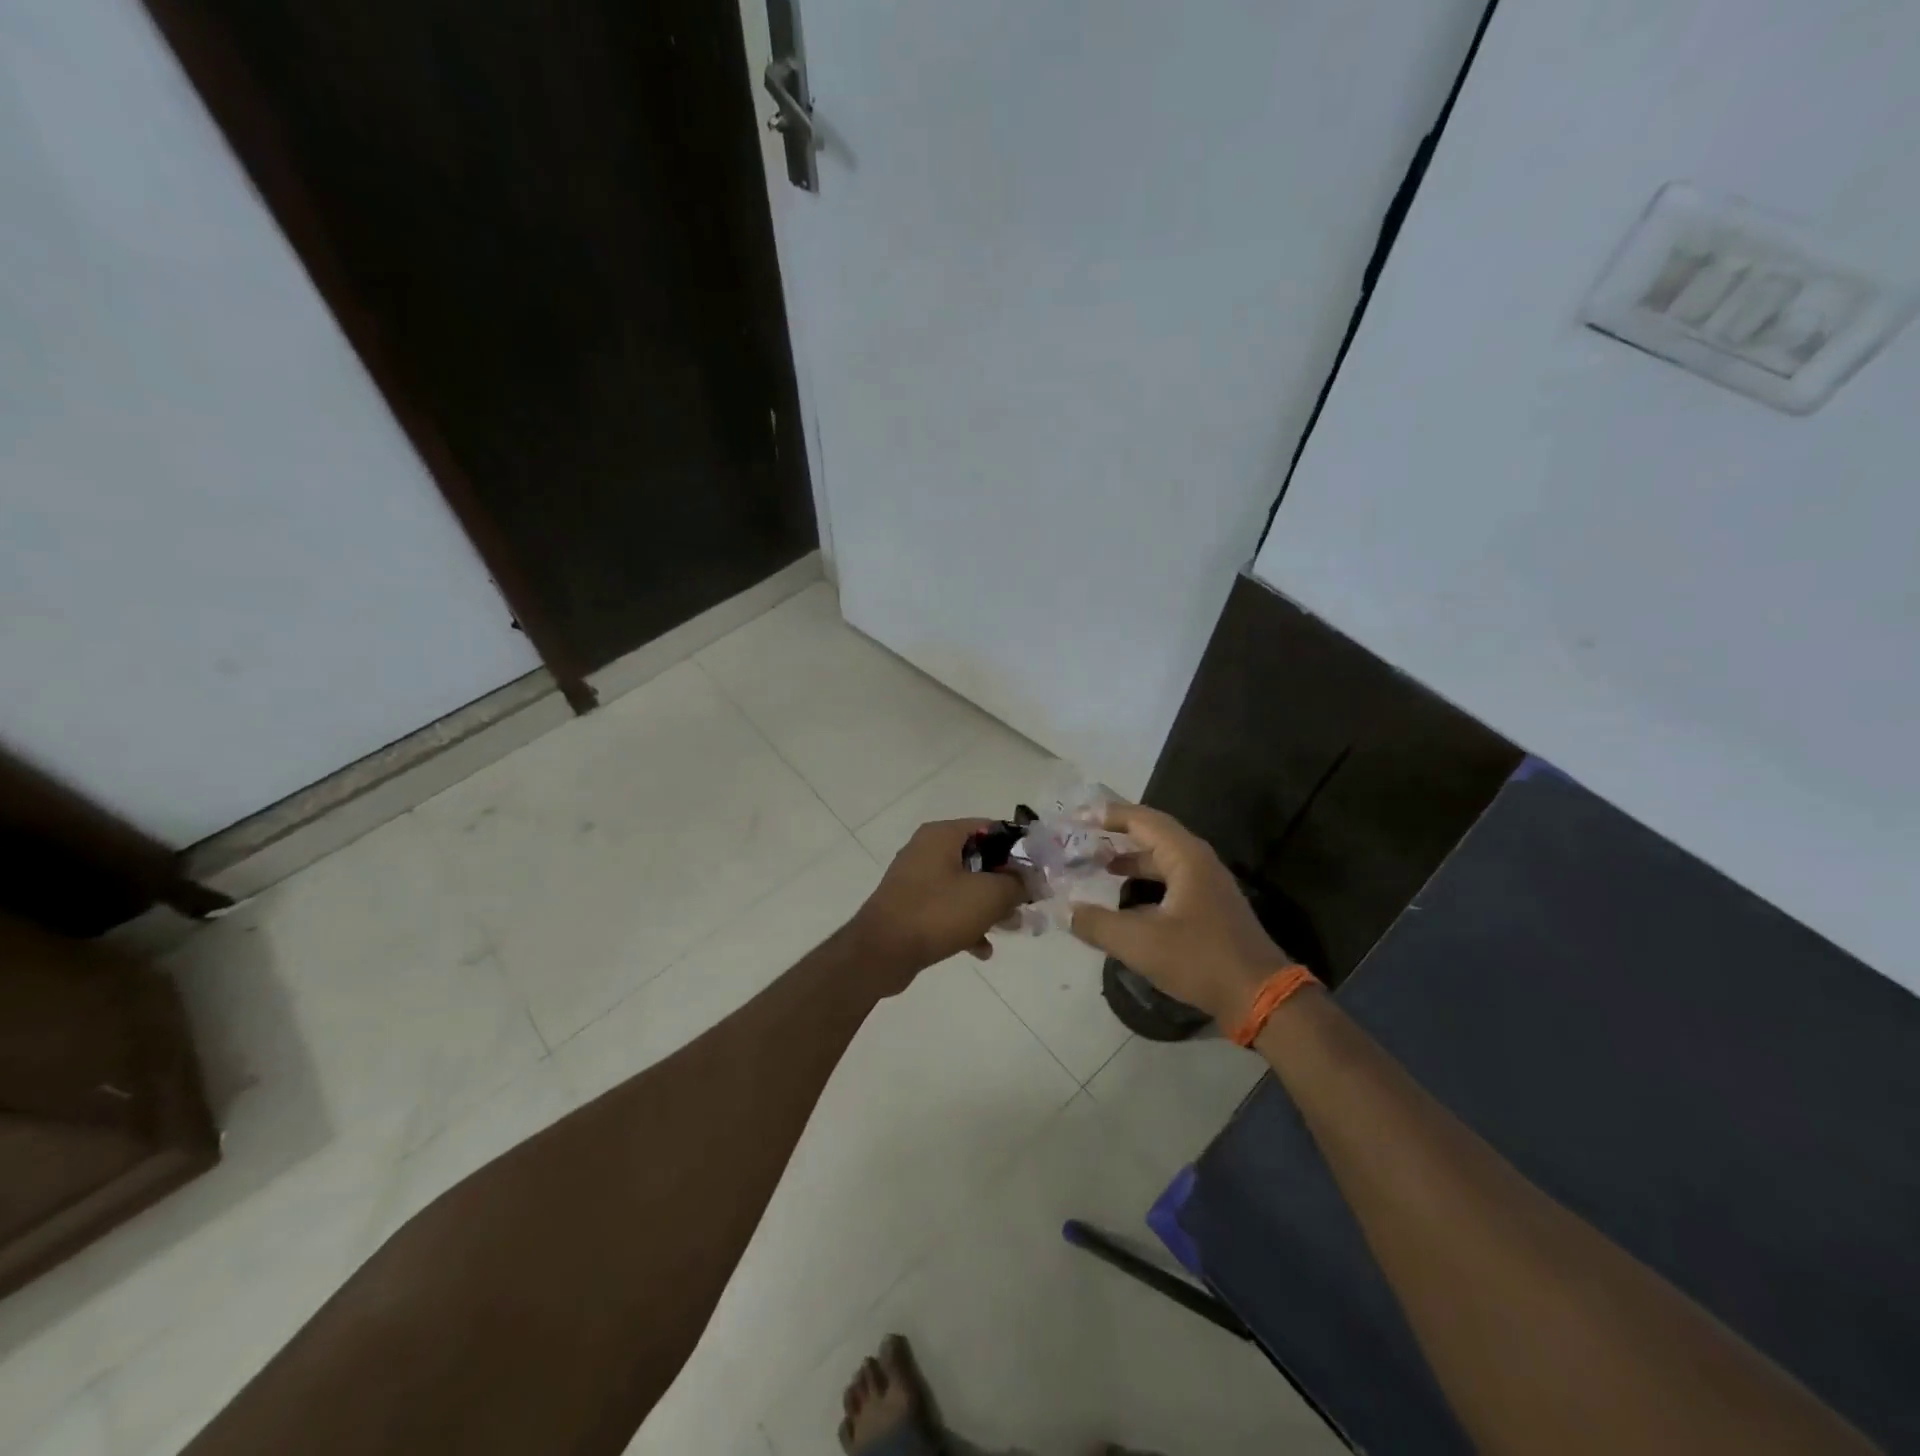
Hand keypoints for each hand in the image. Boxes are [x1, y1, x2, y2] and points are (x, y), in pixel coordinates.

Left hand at [849, 820, 1027, 984]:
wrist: (880, 952)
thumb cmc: (937, 913)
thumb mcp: (988, 895)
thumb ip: (1016, 883)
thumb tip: (1030, 881)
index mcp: (942, 834)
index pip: (990, 827)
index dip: (1018, 848)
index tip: (1037, 871)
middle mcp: (926, 849)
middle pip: (978, 858)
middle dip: (1005, 881)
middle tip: (1026, 902)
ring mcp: (916, 878)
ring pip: (964, 885)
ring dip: (989, 906)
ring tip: (1011, 927)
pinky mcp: (910, 906)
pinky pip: (947, 908)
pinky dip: (966, 923)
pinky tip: (982, 950)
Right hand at [1069, 802, 1291, 1027]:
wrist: (1260, 997)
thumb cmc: (1200, 960)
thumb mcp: (1140, 943)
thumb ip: (1097, 924)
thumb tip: (1063, 910)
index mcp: (1186, 857)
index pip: (1142, 820)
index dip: (1108, 815)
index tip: (1077, 817)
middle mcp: (1198, 861)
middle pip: (1152, 834)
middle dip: (1116, 834)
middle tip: (1083, 838)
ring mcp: (1207, 884)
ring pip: (1162, 859)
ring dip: (1130, 859)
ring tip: (1098, 865)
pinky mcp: (1210, 907)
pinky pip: (1170, 879)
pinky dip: (1145, 880)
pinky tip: (1126, 900)